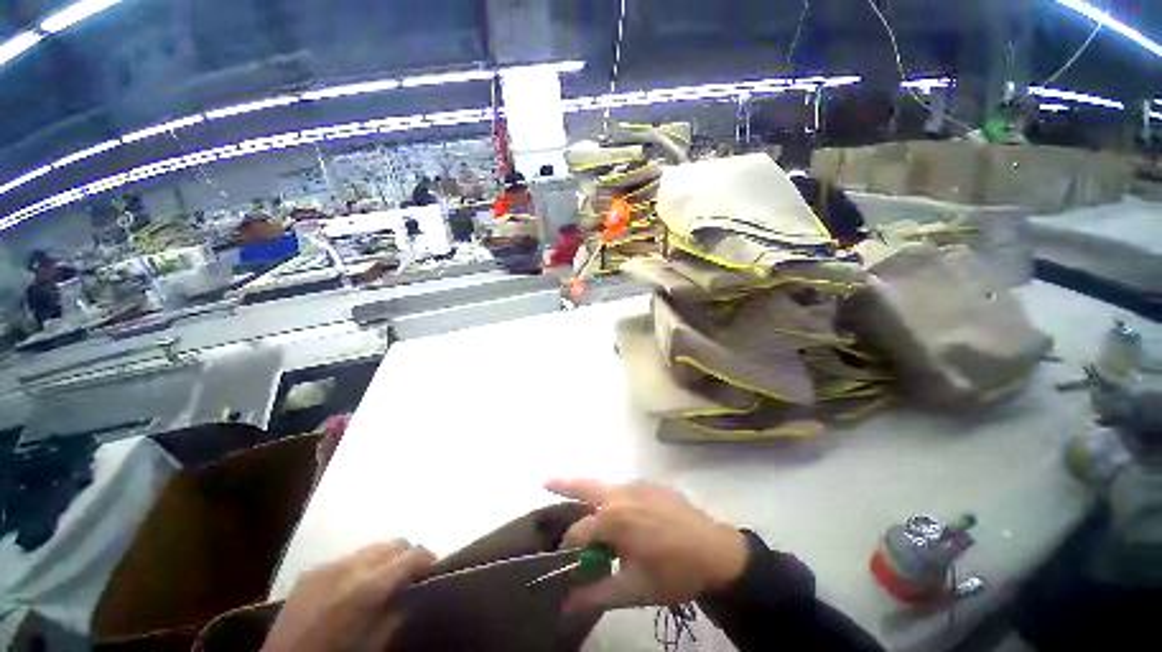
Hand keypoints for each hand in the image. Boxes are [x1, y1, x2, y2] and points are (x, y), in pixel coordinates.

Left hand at [262, 540, 434, 651]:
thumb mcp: (376, 643)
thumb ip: (396, 613)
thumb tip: (410, 593)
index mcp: (369, 586)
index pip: (412, 555)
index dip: (428, 560)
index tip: (433, 571)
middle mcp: (350, 566)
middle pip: (393, 543)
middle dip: (406, 555)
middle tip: (410, 576)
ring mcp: (327, 566)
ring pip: (371, 548)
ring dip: (383, 560)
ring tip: (382, 581)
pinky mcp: (309, 572)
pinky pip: (346, 559)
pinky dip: (359, 567)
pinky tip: (352, 588)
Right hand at [546, 479, 747, 612]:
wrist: (716, 551)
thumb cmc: (673, 572)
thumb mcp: (634, 589)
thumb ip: (596, 593)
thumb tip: (564, 604)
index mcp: (613, 518)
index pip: (578, 531)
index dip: (569, 546)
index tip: (565, 558)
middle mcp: (621, 494)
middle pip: (585, 486)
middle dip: (563, 484)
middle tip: (544, 480)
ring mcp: (638, 485)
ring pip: (605, 486)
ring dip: (589, 492)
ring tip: (577, 497)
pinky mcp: (651, 485)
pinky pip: (625, 489)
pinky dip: (614, 496)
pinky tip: (621, 511)